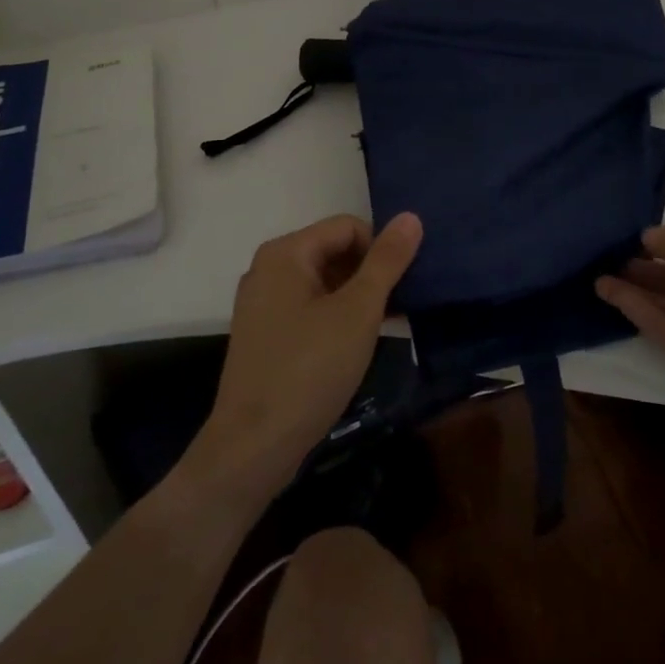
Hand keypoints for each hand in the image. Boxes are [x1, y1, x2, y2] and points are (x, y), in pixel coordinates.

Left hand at [192, 212, 422, 499]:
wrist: (253, 446)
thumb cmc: (310, 369)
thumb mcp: (358, 312)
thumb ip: (387, 262)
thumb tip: (410, 216)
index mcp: (286, 253)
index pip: (348, 227)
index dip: (381, 249)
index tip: (406, 284)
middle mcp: (268, 269)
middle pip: (333, 251)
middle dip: (371, 273)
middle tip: (401, 306)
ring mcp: (263, 303)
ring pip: (324, 282)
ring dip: (358, 297)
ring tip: (389, 325)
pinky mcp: (265, 334)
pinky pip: (309, 308)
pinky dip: (337, 317)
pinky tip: (361, 343)